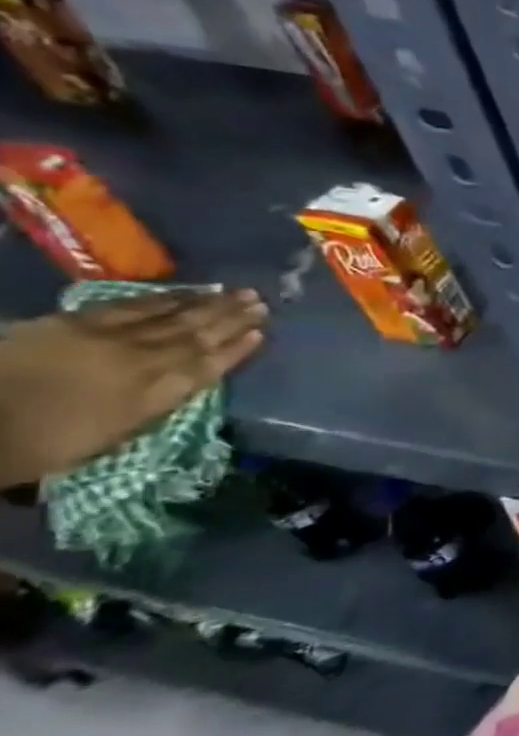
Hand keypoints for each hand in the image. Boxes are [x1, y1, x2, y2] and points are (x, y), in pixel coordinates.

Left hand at [0, 289, 267, 484]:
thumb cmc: (40, 443)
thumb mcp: (107, 437)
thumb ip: (152, 406)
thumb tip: (186, 383)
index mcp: (150, 396)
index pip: (204, 368)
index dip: (234, 350)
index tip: (261, 334)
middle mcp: (138, 363)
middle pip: (193, 337)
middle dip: (230, 319)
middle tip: (260, 302)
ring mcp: (106, 339)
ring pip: (170, 317)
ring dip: (207, 304)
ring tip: (236, 292)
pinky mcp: (75, 323)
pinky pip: (130, 306)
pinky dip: (163, 298)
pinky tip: (184, 292)